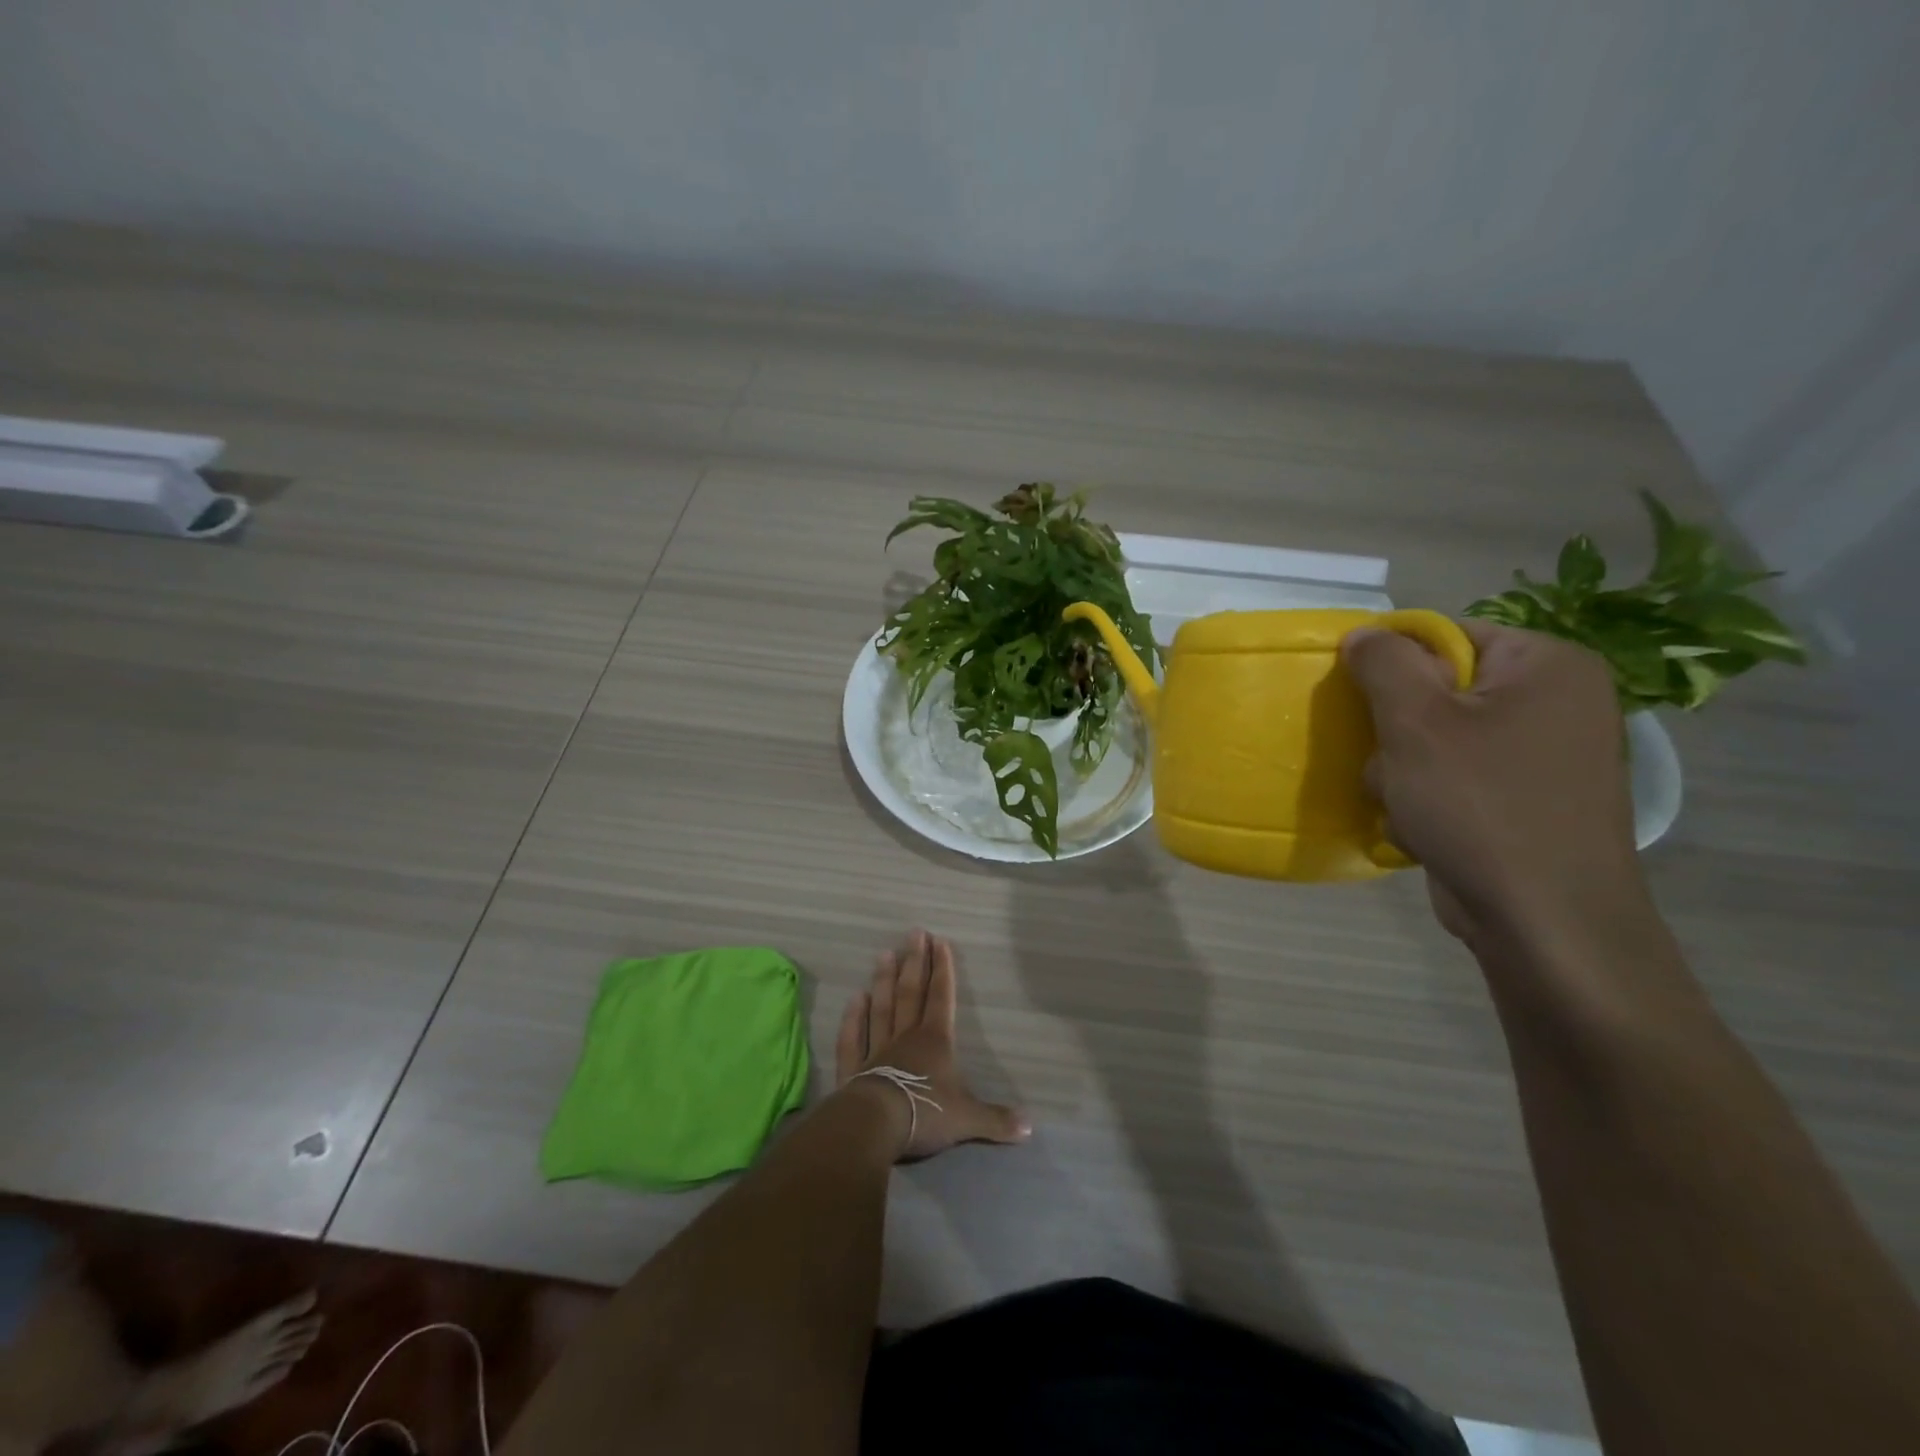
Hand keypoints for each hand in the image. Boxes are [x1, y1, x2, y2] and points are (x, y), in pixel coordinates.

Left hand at [834, 930, 1029, 1160]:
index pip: (942, 997)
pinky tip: (854, 999)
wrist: (877, 1125)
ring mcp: (877, 1050)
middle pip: (911, 993)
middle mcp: (906, 1037)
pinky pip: (853, 1038)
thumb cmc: (926, 1114)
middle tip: (913, 933)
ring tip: (884, 954)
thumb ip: (996, 1120)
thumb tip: (1029, 1128)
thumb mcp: (968, 1119)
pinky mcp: (854, 1068)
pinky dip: (853, 1019)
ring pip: (882, 1008)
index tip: (940, 941)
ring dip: (884, 981)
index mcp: (936, 1041)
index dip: (943, 970)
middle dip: (915, 963)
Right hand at [1342, 619, 1649, 949]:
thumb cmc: (1479, 805)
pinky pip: (1457, 778)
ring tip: (1405, 804)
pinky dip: (1428, 798)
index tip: (1367, 709)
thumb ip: (1383, 663)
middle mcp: (1556, 702)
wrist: (1544, 922)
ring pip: (1438, 739)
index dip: (1394, 668)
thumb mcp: (1415, 722)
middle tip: (1392, 765)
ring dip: (1403, 770)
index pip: (1445, 637)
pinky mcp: (1529, 800)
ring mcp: (1546, 755)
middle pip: (1439, 691)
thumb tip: (1364, 634)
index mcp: (1546, 665)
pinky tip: (1423, 828)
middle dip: (1397, 731)